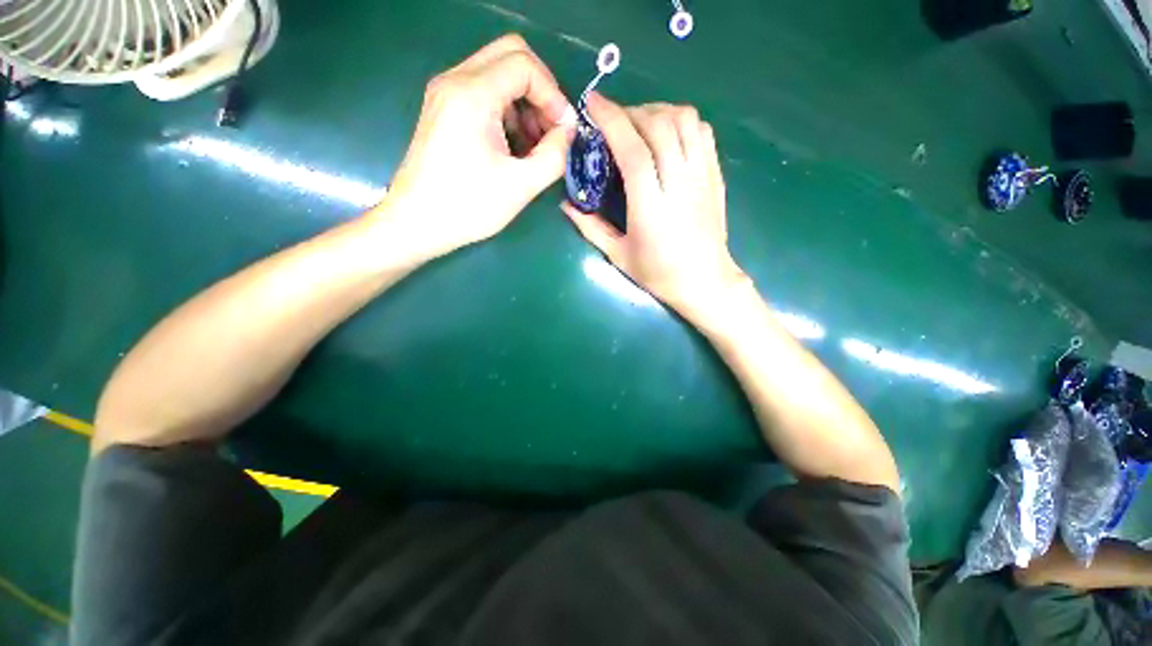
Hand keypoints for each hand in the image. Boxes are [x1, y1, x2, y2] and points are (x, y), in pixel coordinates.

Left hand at [378, 35, 575, 258]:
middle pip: (511, 56)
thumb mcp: (521, 185)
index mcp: (472, 94)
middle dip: (541, 90)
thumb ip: (555, 155)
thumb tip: (570, 133)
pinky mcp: (444, 109)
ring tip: (535, 145)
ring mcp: (446, 93)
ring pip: (498, 73)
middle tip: (552, 130)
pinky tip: (515, 146)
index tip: (564, 131)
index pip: (525, 65)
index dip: (553, 95)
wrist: (418, 222)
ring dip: (525, 103)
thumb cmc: (469, 206)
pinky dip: (508, 111)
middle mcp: (455, 81)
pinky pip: (485, 92)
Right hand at [563, 95, 746, 321]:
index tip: (592, 104)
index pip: (633, 150)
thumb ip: (590, 227)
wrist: (705, 281)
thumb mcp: (618, 256)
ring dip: (658, 111)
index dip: (612, 120)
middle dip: (631, 111)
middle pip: (659, 125)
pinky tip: (667, 134)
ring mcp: (703, 177)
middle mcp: (680, 184)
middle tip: (613, 120)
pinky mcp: (716, 175)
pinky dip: (682, 121)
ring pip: (685, 120)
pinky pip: (703, 132)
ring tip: (639, 123)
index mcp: (651, 208)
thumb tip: (565, 205)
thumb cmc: (659, 274)